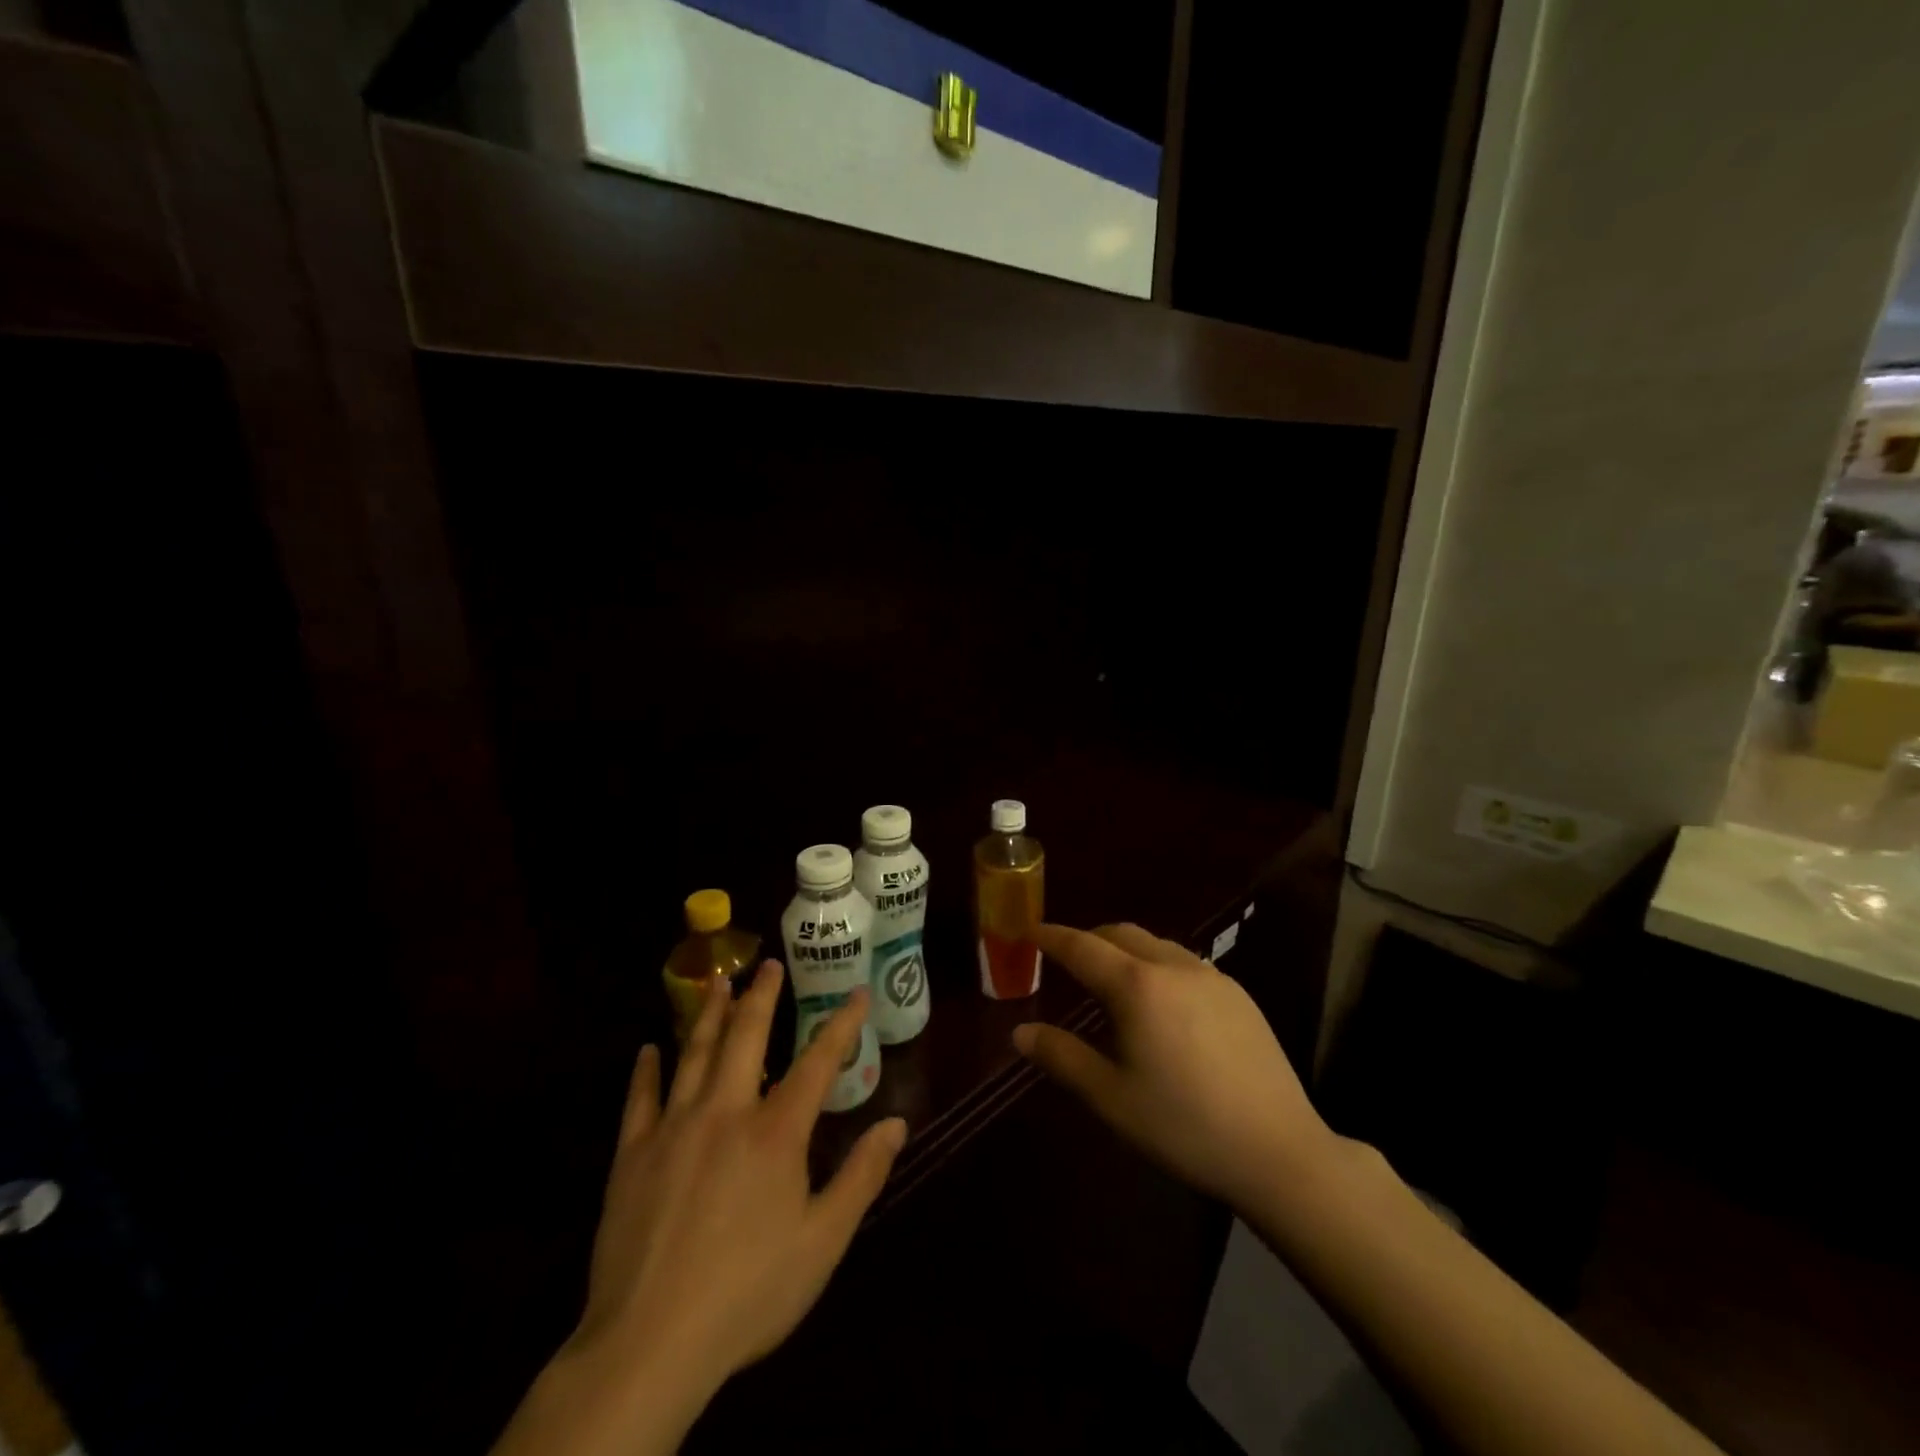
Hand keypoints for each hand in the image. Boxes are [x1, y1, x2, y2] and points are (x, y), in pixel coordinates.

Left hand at [493, 965, 906, 1455]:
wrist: (650, 1343)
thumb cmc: (748, 1292)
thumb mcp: (822, 1242)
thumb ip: (861, 1176)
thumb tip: (896, 1123)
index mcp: (776, 1132)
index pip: (818, 1061)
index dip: (842, 1024)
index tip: (856, 993)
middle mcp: (726, 1112)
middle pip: (747, 1036)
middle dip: (762, 996)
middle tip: (768, 964)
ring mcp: (675, 1127)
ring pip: (695, 1052)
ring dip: (709, 1013)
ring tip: (718, 980)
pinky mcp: (633, 1154)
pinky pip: (640, 1098)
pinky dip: (646, 1069)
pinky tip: (648, 1048)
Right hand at [1013, 923, 1334, 1210]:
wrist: (1278, 1150)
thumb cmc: (1183, 1126)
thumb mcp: (1110, 1097)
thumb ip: (1061, 1057)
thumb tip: (1020, 1032)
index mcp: (1137, 986)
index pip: (1082, 946)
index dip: (1051, 936)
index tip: (1029, 931)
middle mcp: (1173, 966)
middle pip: (1121, 933)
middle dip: (1088, 938)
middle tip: (1066, 958)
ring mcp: (1211, 976)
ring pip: (1156, 944)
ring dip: (1125, 950)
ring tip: (1111, 980)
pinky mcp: (1238, 994)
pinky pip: (1184, 962)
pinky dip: (1157, 965)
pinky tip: (1161, 1003)